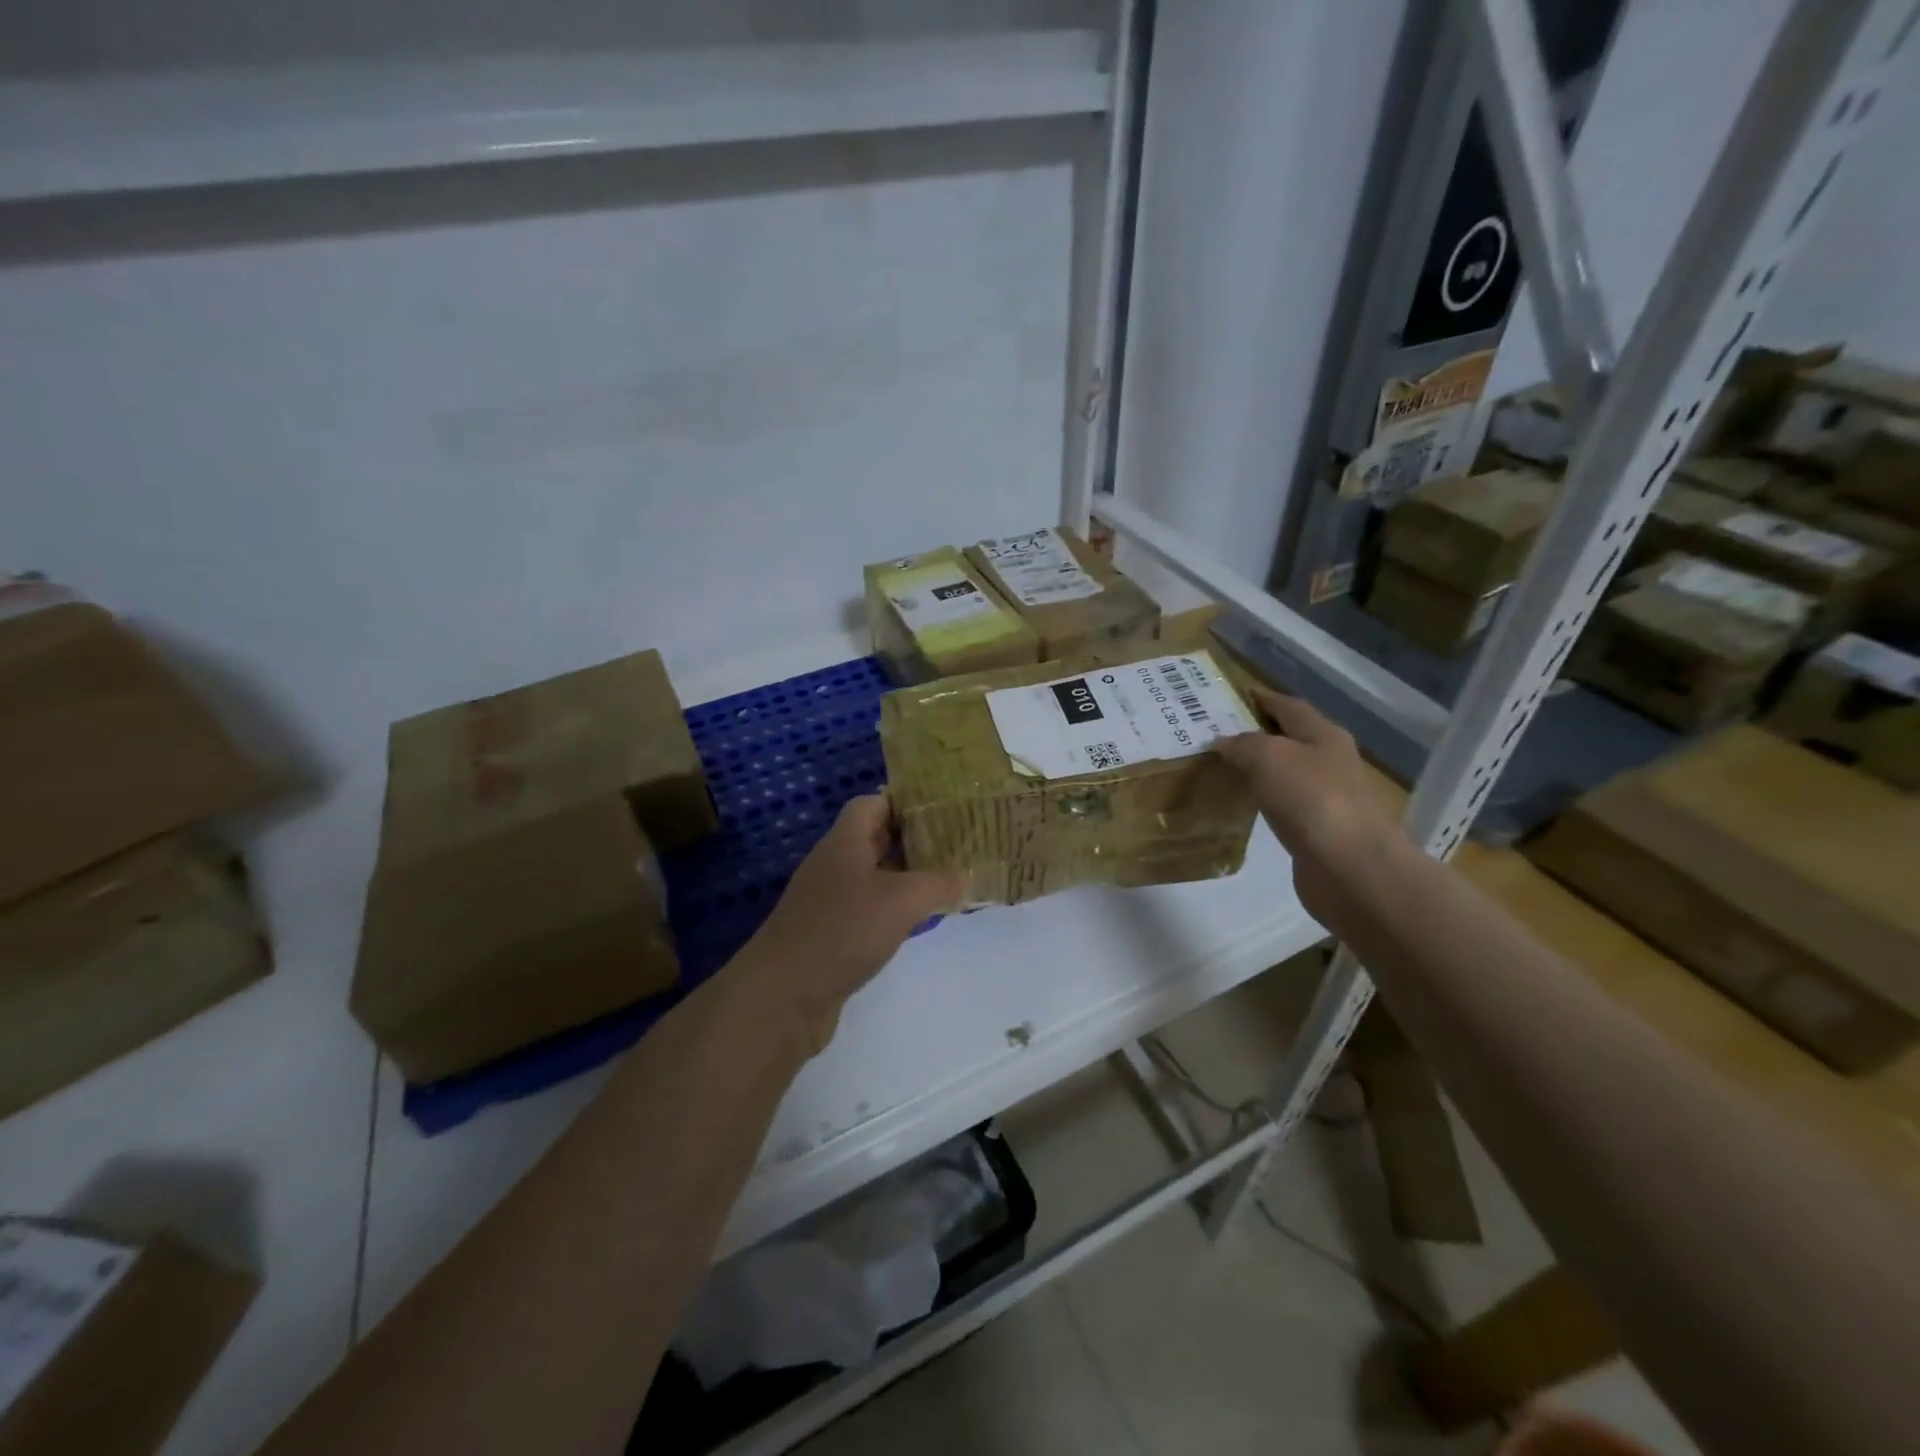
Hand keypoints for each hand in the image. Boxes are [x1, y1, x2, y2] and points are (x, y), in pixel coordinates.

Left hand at [735, 796, 964, 1051]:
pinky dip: (892, 911)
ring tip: (946, 881)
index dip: (905, 801)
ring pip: (873, 878)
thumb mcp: (902, 899)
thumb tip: (965, 877)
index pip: (872, 803)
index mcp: (844, 842)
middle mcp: (833, 865)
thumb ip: (938, 883)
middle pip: (875, 839)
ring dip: (905, 878)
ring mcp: (828, 902)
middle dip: (913, 840)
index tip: (943, 810)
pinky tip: (917, 923)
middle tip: (955, 845)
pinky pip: (867, 911)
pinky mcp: (829, 935)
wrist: (783, 996)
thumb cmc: (843, 930)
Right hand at [1214, 686, 1407, 923]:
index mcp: (1324, 735)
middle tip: (1221, 735)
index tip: (1235, 696)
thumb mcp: (1268, 758)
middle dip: (1260, 734)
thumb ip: (1244, 745)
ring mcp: (1330, 798)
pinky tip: (1248, 806)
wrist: (1351, 868)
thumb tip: (1225, 742)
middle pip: (1293, 738)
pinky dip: (1267, 800)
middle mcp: (1332, 761)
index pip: (1289, 706)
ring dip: (1263, 769)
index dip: (1263, 699)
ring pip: (1290, 773)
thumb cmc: (1311, 800)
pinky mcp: (1322, 831)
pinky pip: (1288, 805)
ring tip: (1227, 769)